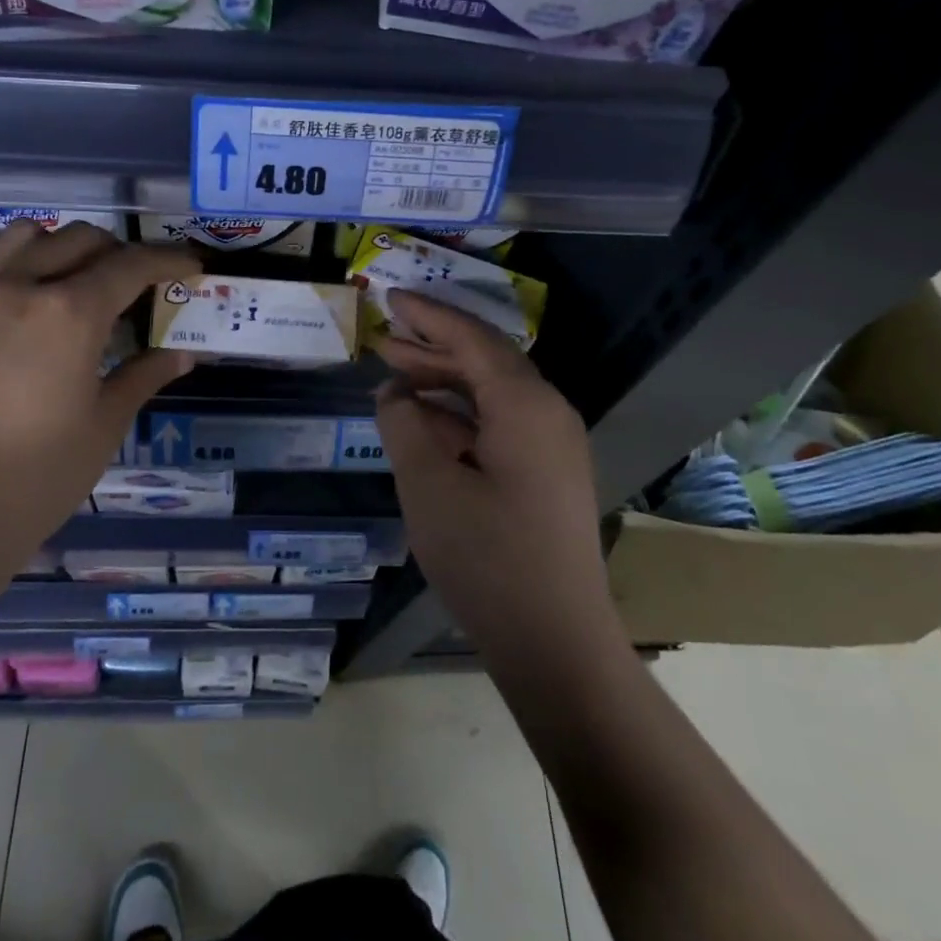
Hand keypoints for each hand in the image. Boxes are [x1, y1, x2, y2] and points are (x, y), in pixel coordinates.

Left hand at [0, 221, 198, 559]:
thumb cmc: (41, 475)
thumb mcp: (106, 423)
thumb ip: (145, 374)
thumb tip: (184, 353)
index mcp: (69, 314)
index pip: (130, 265)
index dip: (168, 260)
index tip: (190, 265)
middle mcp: (21, 287)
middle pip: (81, 239)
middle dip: (120, 253)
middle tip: (140, 287)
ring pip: (29, 237)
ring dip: (65, 247)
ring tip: (81, 284)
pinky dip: (26, 267)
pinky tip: (36, 313)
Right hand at [374, 291, 618, 654]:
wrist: (557, 643)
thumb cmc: (488, 559)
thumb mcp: (428, 485)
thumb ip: (404, 425)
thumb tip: (395, 393)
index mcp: (524, 404)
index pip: (471, 339)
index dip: (428, 315)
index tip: (391, 298)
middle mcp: (547, 413)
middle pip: (484, 361)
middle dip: (431, 348)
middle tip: (382, 340)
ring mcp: (552, 445)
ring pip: (492, 394)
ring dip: (444, 383)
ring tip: (395, 378)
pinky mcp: (548, 474)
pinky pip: (500, 425)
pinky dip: (461, 417)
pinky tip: (425, 426)